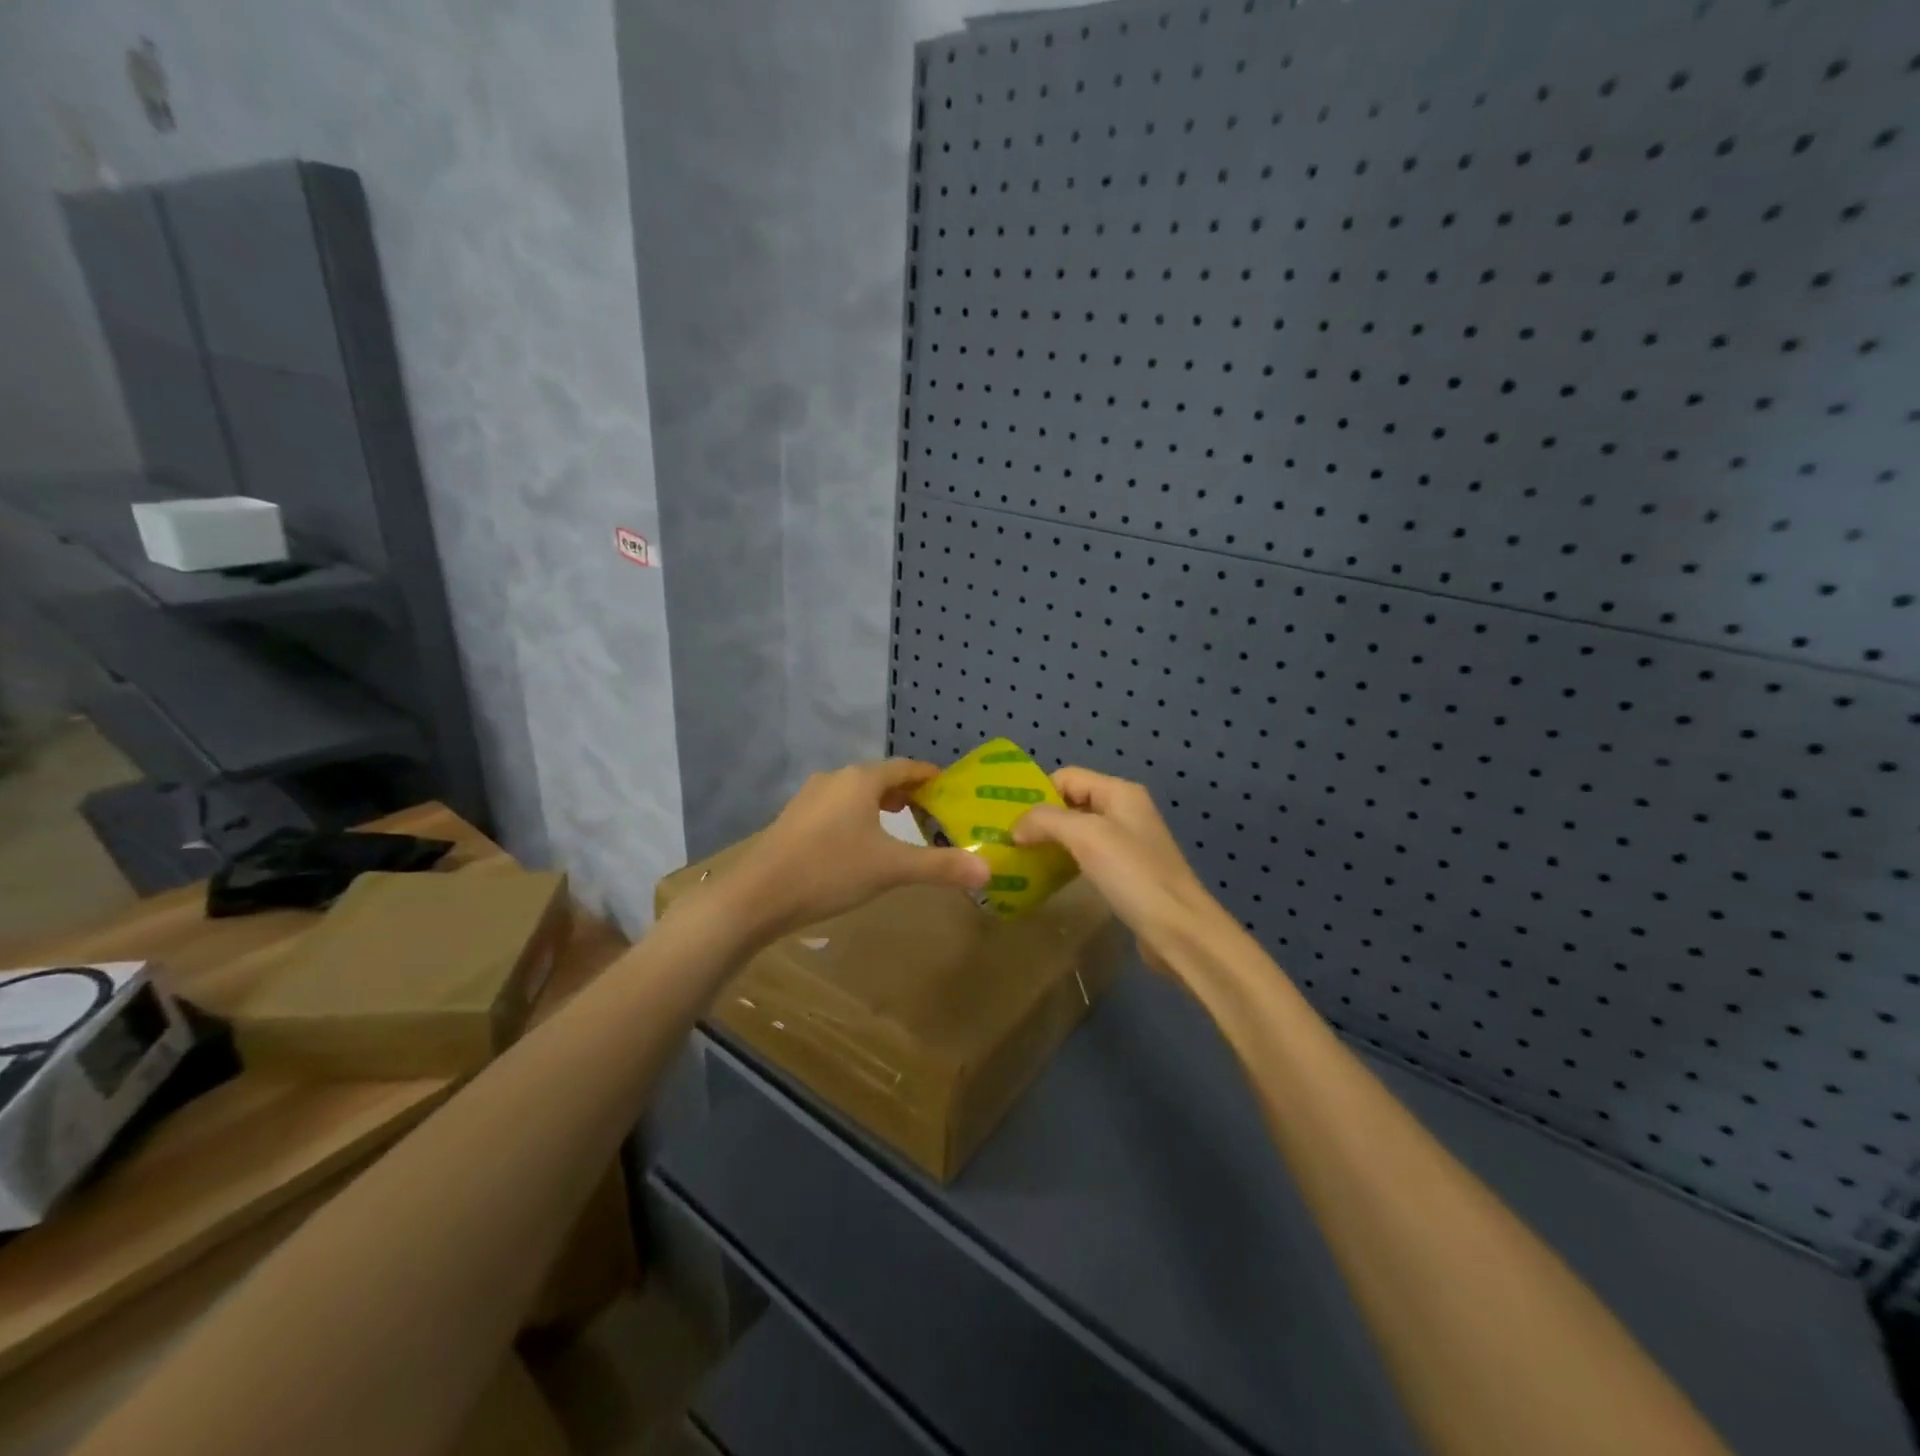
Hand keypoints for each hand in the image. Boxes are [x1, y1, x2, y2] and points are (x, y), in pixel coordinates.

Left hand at [725, 759, 990, 941]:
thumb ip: (940, 867)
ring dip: (880, 803)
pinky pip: (836, 808)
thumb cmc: (830, 871)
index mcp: (860, 780)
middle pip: (879, 777)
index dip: (929, 776)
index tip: (950, 786)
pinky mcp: (793, 819)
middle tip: (931, 810)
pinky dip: (857, 816)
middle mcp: (834, 779)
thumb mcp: (892, 869)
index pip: (904, 767)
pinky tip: (859, 842)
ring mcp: (809, 798)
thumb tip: (987, 870)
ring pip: (855, 793)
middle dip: (906, 791)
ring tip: (899, 823)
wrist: (757, 896)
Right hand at [1013, 767, 1231, 972]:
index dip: (1037, 793)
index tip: (1008, 819)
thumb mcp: (1085, 836)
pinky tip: (1048, 878)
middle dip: (1040, 819)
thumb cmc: (1132, 874)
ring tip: (1021, 860)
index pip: (1067, 777)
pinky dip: (1066, 862)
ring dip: (1051, 842)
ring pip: (1078, 832)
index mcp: (1120, 792)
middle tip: (1008, 841)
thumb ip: (1046, 821)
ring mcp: (1128, 843)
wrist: (1178, 930)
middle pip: (1072, 803)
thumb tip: (1016, 827)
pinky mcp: (1127, 873)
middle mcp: (1125, 811)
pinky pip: (1088, 857)